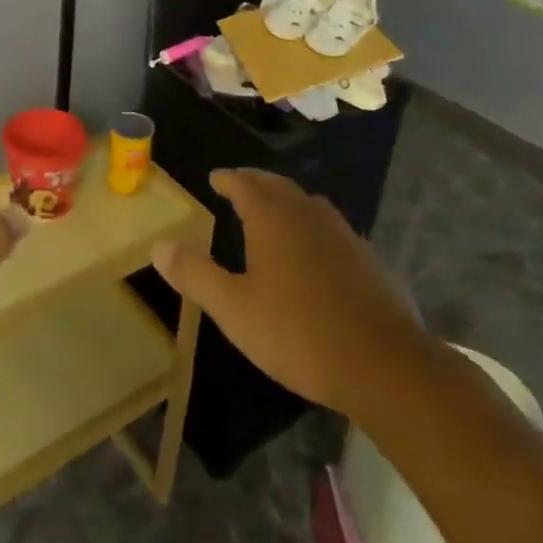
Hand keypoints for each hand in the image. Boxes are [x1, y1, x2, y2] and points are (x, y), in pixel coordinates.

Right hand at [152, 168, 429, 417]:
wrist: (384, 364)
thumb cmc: (298, 332)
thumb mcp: (234, 309)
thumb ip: (196, 274)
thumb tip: (159, 245)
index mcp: (272, 218)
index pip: (245, 184)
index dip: (228, 179)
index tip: (215, 177)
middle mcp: (307, 214)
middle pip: (278, 187)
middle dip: (256, 183)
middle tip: (240, 186)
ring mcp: (343, 234)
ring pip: (308, 205)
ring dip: (287, 201)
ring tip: (275, 213)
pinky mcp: (367, 260)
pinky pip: (331, 229)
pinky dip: (312, 227)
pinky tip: (314, 252)